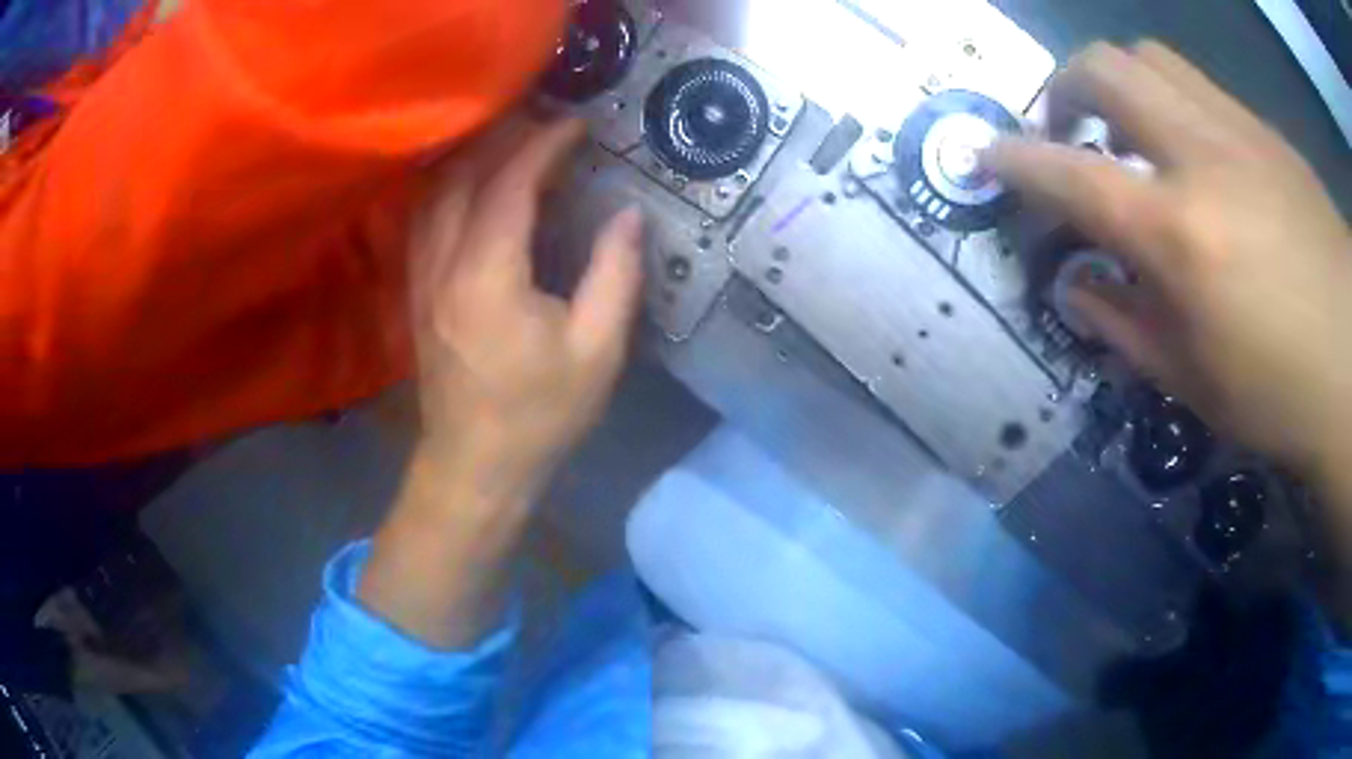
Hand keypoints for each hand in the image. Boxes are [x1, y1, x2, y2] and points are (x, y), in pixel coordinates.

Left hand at [357, 118, 642, 648]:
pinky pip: (425, 222)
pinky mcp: (416, 294)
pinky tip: (470, 186)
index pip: (512, 184)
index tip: (579, 125)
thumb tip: (628, 214)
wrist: (475, 467)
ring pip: (435, 195)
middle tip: (545, 121)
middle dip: (504, 138)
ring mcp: (422, 278)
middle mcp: (444, 264)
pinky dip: (449, 189)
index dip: (546, 146)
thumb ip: (615, 275)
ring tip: (509, 141)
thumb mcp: (597, 351)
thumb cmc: (539, 416)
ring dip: (470, 159)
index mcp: (489, 275)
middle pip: (463, 176)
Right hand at [987, 42, 1351, 482]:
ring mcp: (1235, 129)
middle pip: (1101, 68)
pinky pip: (1196, 84)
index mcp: (1176, 232)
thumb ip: (1124, 325)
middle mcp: (1198, 155)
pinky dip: (1169, 99)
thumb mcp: (1194, 383)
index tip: (986, 157)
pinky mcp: (1263, 129)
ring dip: (1116, 82)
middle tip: (1067, 134)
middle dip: (1062, 89)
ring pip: (1147, 57)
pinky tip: (1188, 148)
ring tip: (1125, 128)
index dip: (1013, 159)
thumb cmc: (1280, 391)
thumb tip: (1074, 285)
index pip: (1067, 173)